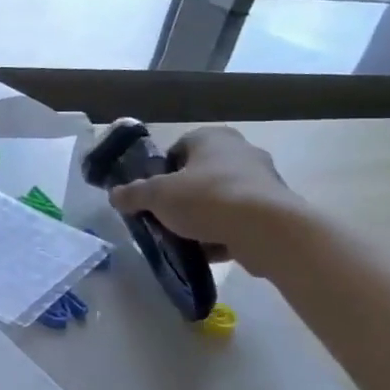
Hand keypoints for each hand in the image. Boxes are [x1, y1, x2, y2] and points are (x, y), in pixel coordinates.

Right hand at [108, 126, 306, 277]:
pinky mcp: (275, 209)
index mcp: (211, 138)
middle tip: (166, 218)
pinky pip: (239, 219)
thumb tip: (114, 195)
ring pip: (219, 199)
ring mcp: (262, 180)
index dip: (161, 173)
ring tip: (185, 239)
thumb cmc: (208, 199)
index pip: (178, 149)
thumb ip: (133, 194)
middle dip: (182, 198)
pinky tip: (209, 252)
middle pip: (199, 176)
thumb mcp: (157, 196)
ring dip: (202, 218)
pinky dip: (223, 233)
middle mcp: (240, 151)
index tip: (153, 196)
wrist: (268, 230)